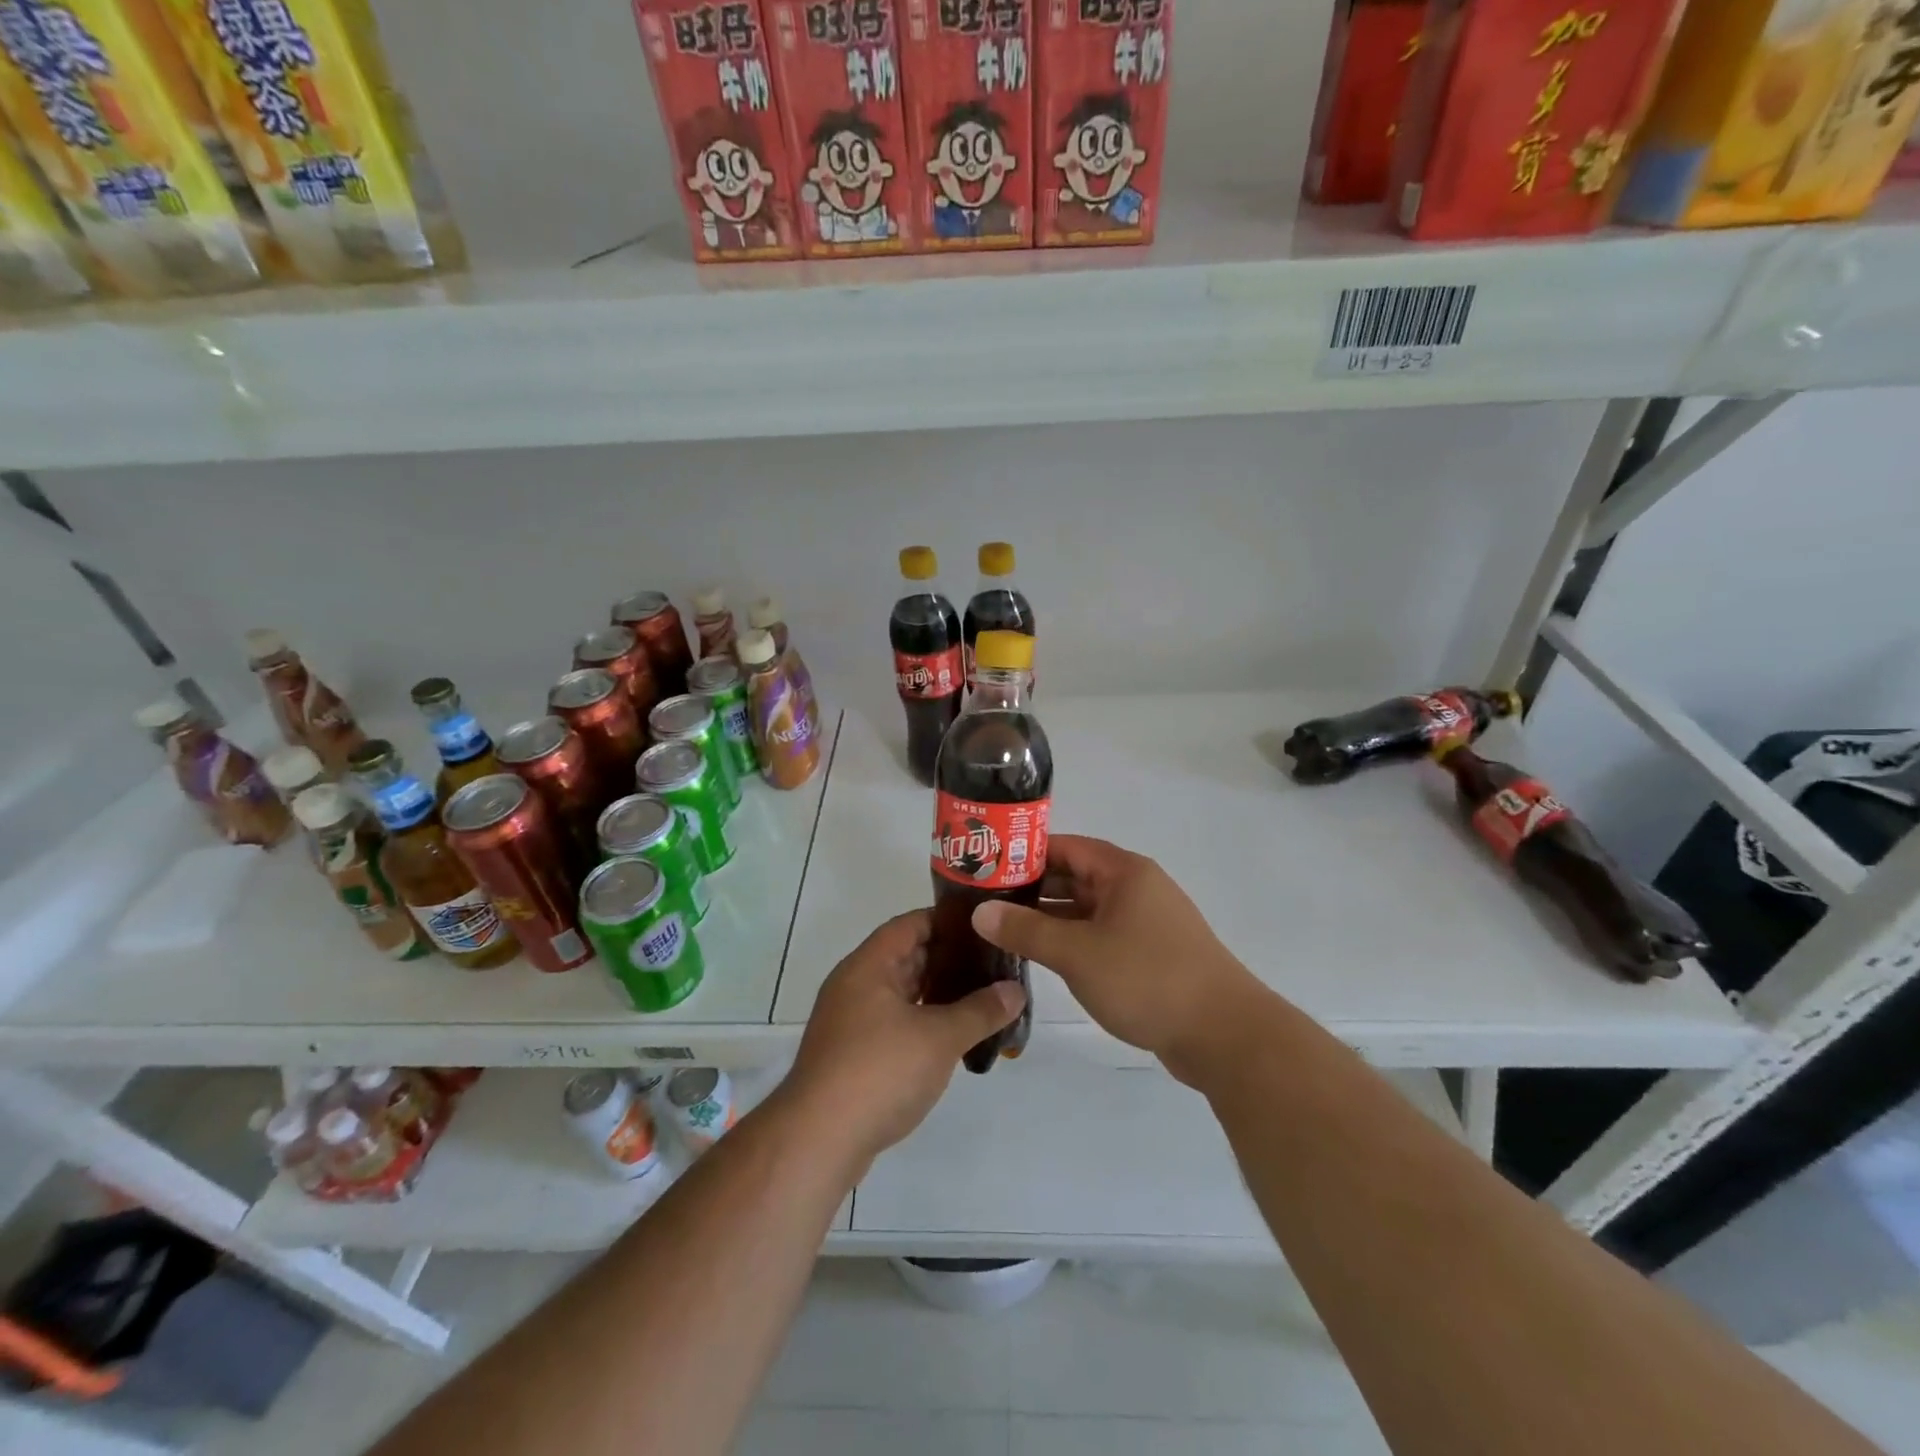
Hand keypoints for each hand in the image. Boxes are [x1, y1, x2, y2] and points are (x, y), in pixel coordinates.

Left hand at [784, 910, 1025, 1171]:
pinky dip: (922, 1022)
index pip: (910, 924)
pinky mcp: (852, 1055)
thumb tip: (1016, 990)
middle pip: (906, 957)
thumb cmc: (879, 1071)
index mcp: (869, 966)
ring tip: (982, 997)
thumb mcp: (940, 1037)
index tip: (984, 927)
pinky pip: (893, 1023)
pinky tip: (952, 1036)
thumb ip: (980, 1010)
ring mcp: (850, 1021)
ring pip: (900, 993)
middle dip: (948, 959)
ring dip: (936, 994)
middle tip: (993, 963)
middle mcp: (855, 985)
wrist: (818, 1140)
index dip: (946, 921)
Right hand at [970, 835, 1264, 1085]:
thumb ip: (1026, 931)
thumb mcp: (1077, 953)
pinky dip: (1072, 940)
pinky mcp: (1150, 954)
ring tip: (1003, 928)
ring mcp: (1146, 922)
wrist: (1224, 1035)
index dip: (1024, 854)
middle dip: (1032, 888)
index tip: (984, 867)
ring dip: (1050, 917)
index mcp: (1124, 872)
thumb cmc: (1148, 979)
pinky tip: (1042, 956)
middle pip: (1075, 876)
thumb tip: (979, 912)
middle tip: (984, 901)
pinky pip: (1101, 935)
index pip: (1065, 846)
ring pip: (1087, 909)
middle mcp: (1136, 888)